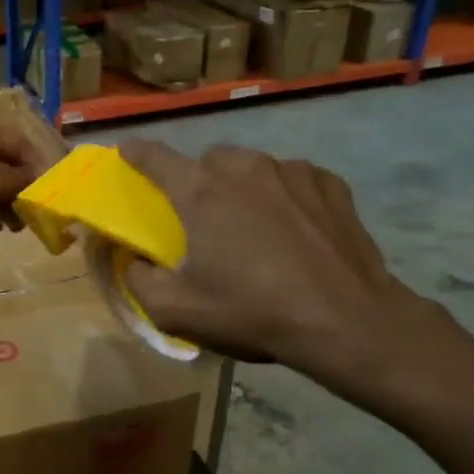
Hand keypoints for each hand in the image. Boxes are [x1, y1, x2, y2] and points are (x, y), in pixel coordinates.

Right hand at [117, 141, 453, 408]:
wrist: (345, 321)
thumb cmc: (253, 312)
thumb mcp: (177, 311)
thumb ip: (140, 281)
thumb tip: (136, 261)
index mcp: (201, 193)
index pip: (155, 157)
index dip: (136, 152)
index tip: (127, 151)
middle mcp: (244, 169)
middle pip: (209, 160)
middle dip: (200, 181)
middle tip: (205, 218)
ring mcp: (292, 171)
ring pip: (253, 166)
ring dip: (244, 187)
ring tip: (255, 224)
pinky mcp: (330, 184)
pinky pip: (294, 179)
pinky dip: (285, 195)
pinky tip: (296, 228)